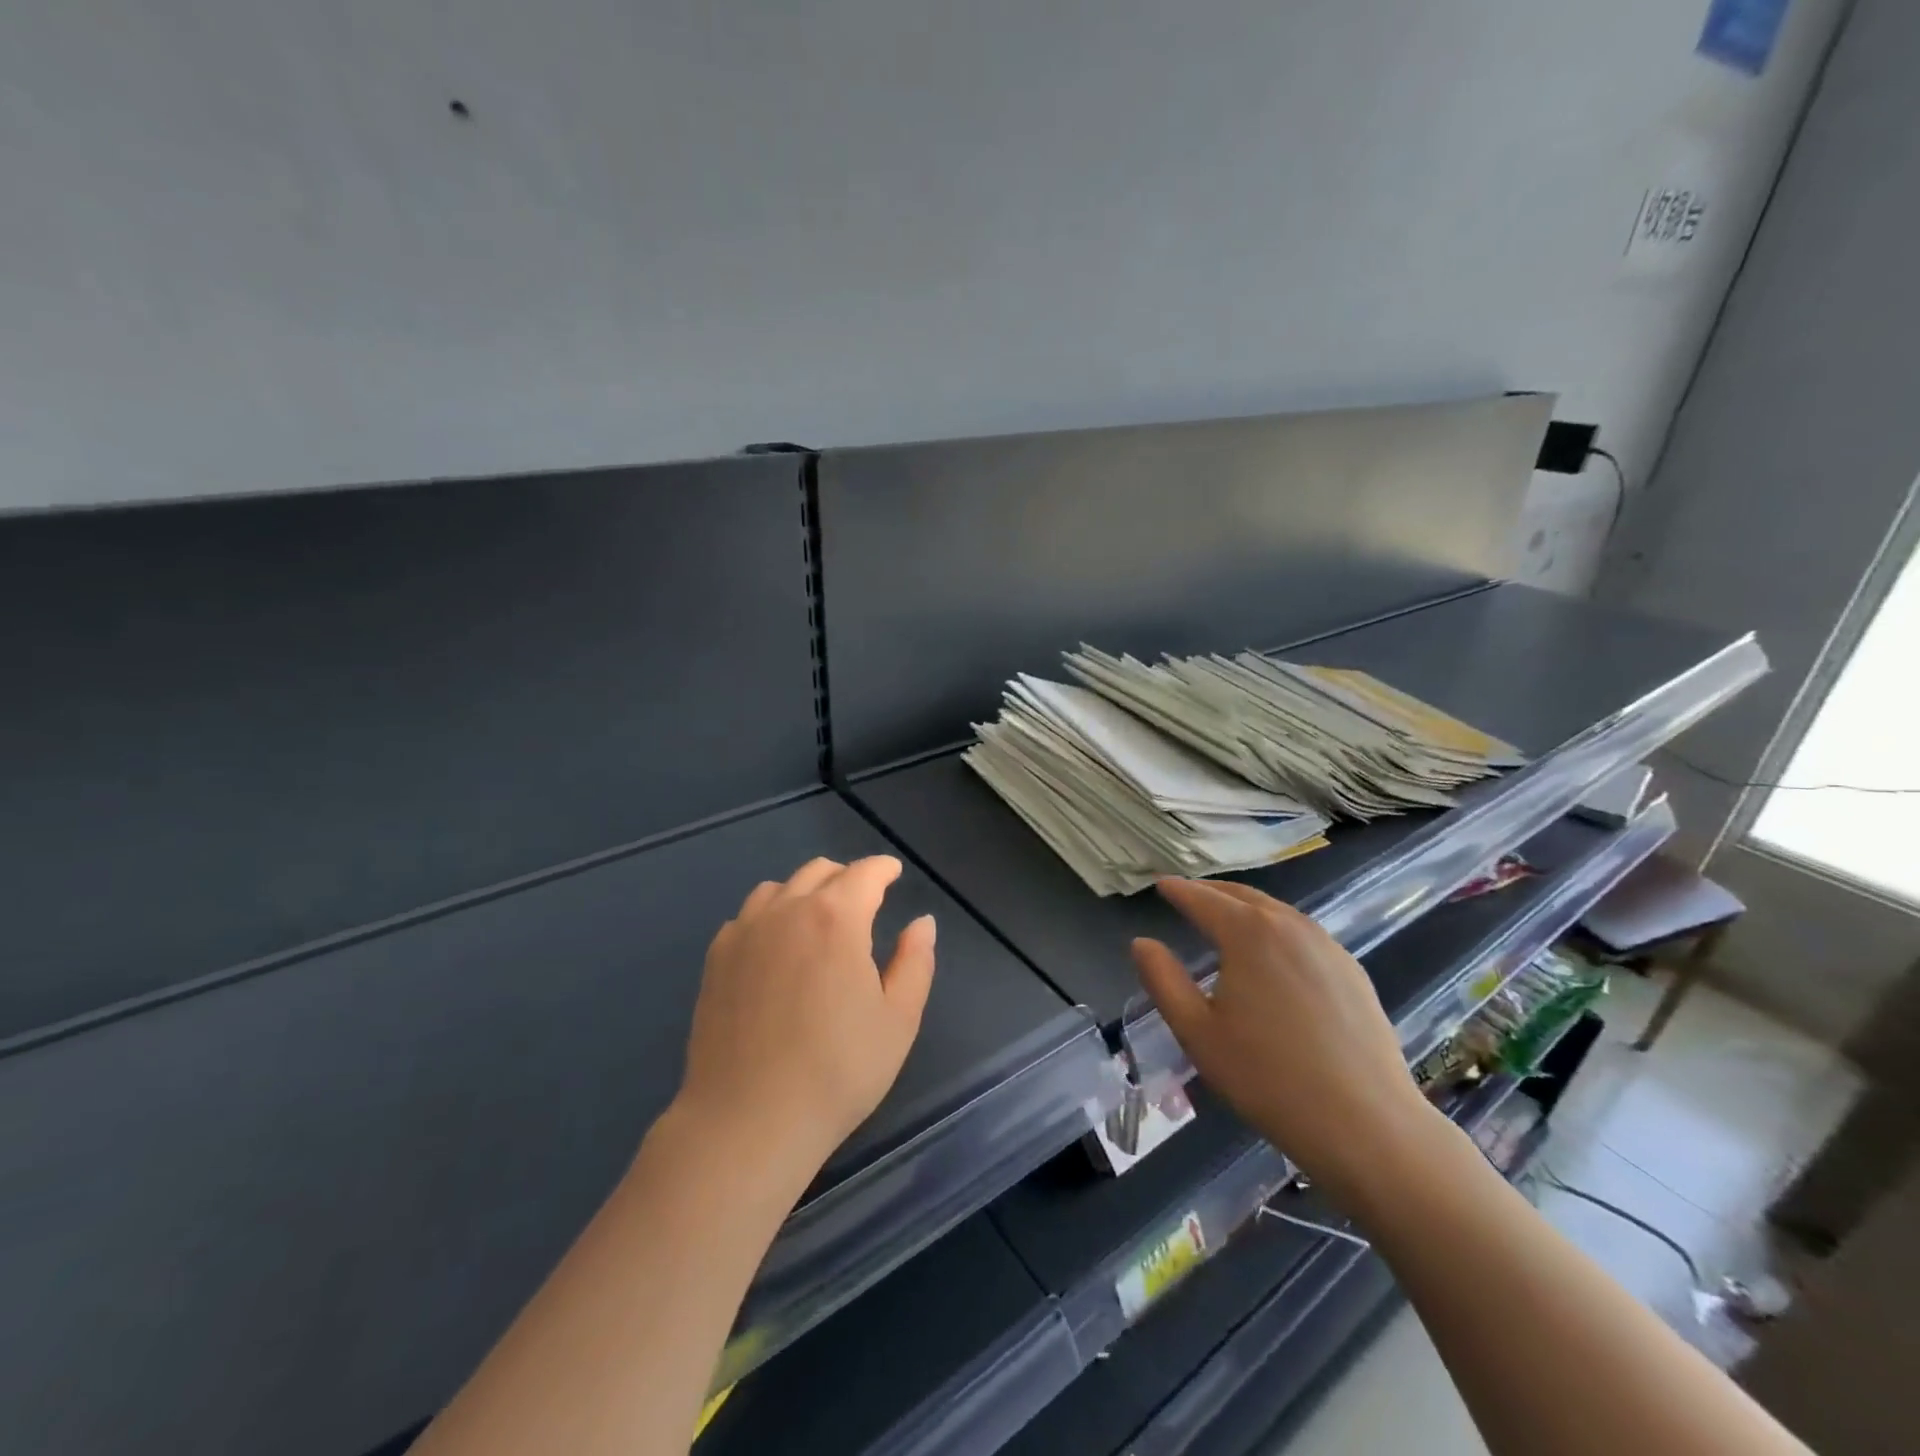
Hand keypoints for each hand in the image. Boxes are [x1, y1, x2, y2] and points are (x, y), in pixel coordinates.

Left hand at [674, 856, 936, 1178]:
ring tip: (818, 921)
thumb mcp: (898, 1020)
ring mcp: (745, 932)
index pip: (864, 873)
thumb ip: (915, 962)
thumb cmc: (837, 1071)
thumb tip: (922, 923)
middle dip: (847, 877)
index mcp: (837, 918)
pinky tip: (776, 948)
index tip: (894, 874)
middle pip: (819, 871)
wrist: (748, 1121)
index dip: (884, 869)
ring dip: (805, 892)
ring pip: (779, 888)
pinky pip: (747, 916)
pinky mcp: (716, 958)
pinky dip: (769, 916)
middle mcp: (787, 910)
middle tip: (863, 901)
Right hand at [1132, 879, 1437, 1204]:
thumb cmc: (1267, 1078)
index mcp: (1248, 933)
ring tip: (1226, 917)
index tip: (1161, 884)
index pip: (1203, 900)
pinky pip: (1304, 934)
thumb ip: (1163, 980)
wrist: (1367, 1125)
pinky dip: (1277, 928)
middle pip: (1243, 896)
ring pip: (1277, 911)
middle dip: (1212, 891)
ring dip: (1246, 906)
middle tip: (1189, 894)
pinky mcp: (1353, 971)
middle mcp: (1290, 926)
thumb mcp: (1197, 1032)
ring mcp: (1327, 946)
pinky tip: (1273, 952)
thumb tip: (1142, 943)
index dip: (1178, 890)